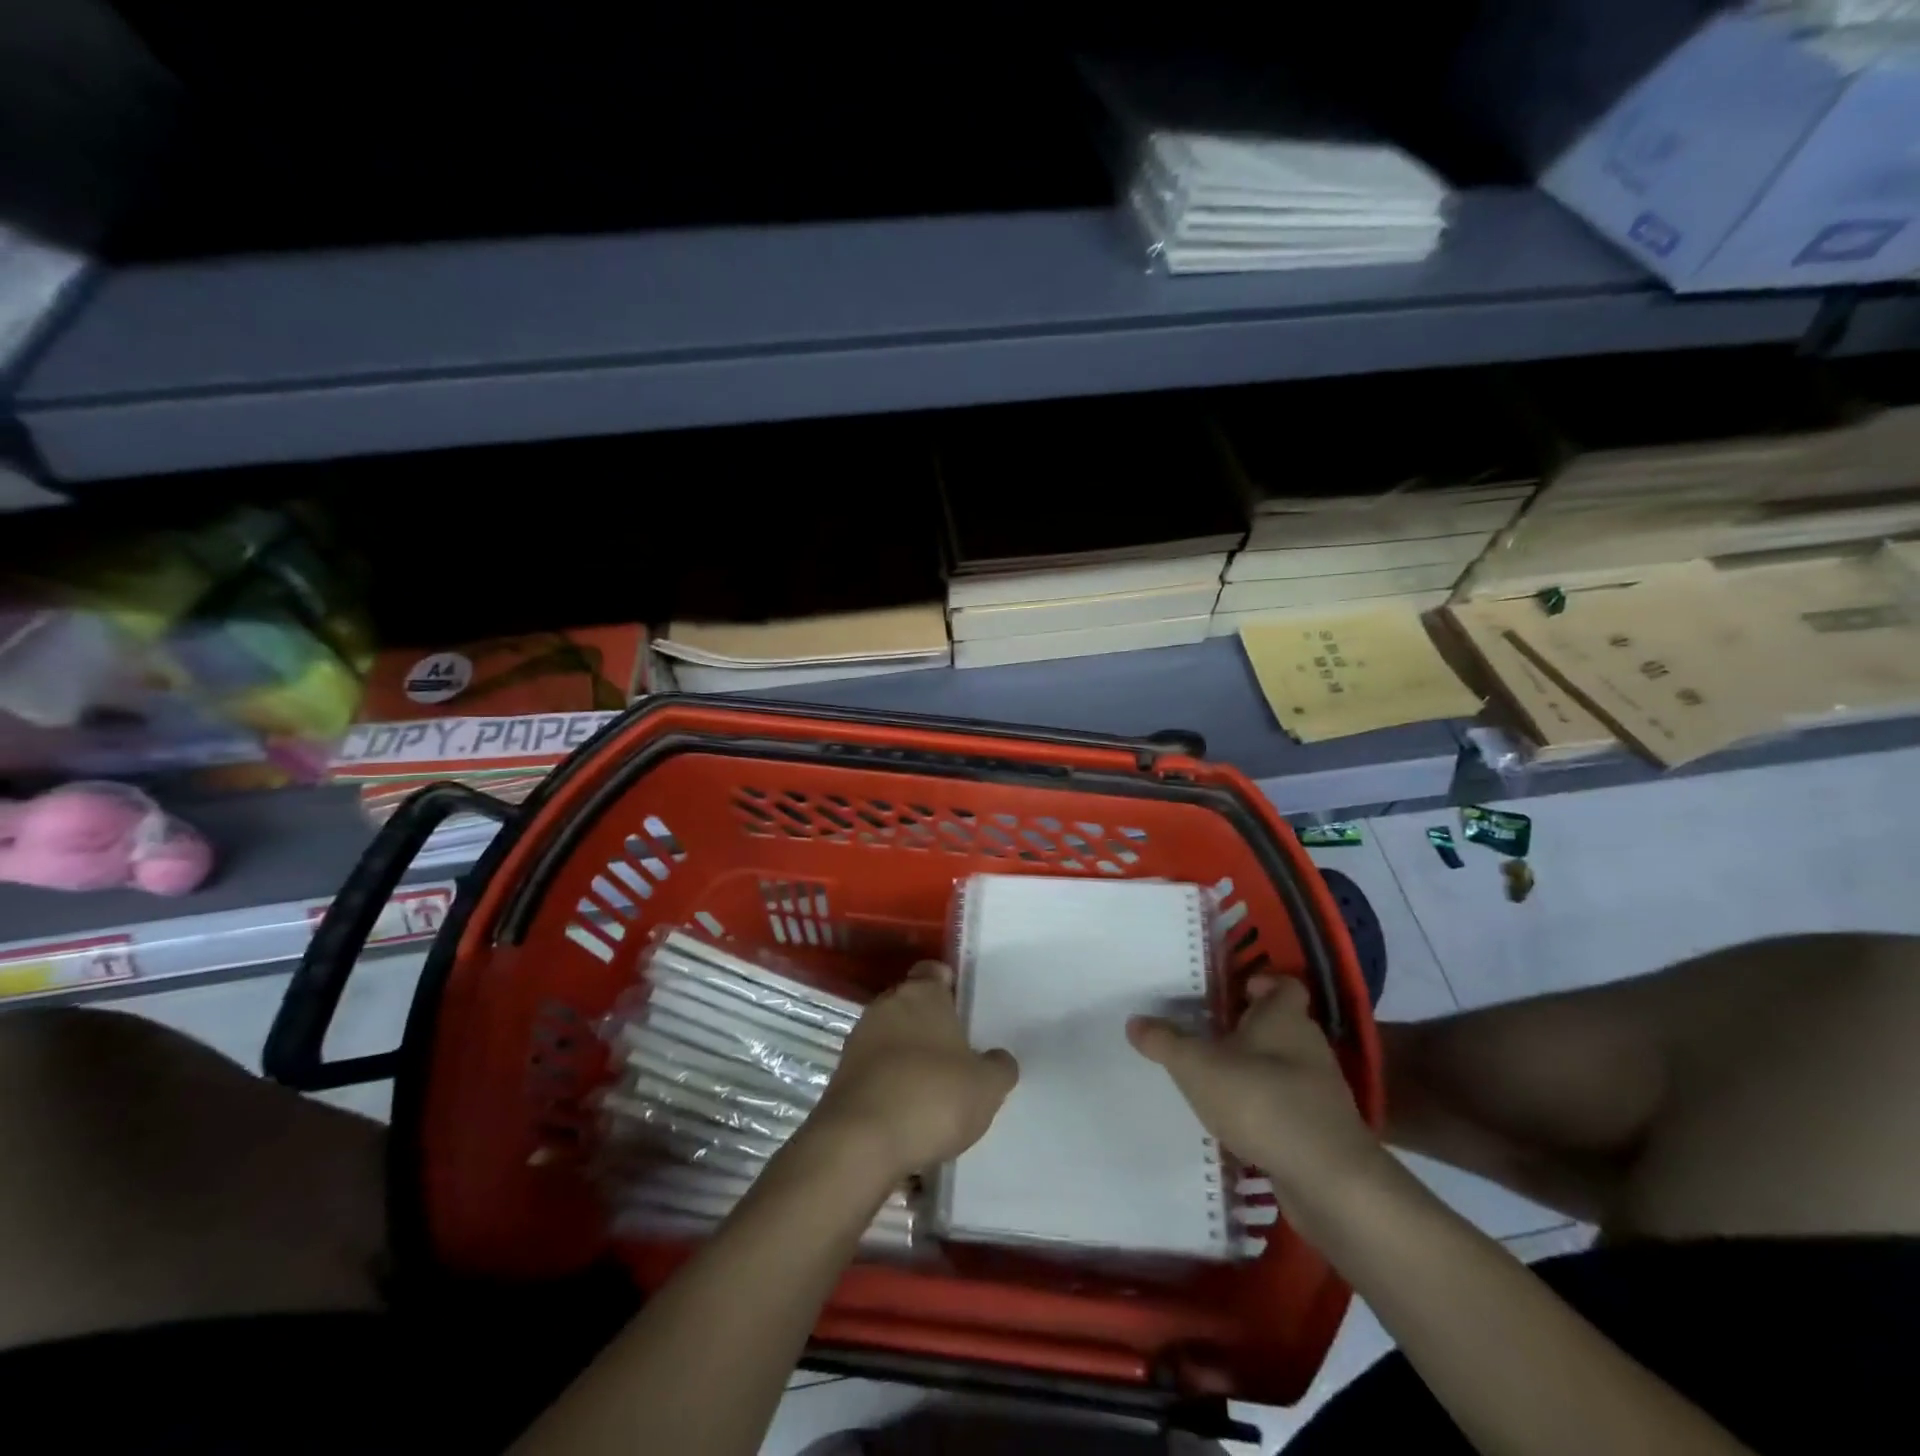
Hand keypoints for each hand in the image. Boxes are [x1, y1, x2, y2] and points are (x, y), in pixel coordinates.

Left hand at [805, 961, 1017, 1180]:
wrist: (860, 1143)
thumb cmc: (932, 1096)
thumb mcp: (987, 1087)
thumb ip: (998, 1067)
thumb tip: (997, 1058)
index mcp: (922, 994)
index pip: (933, 971)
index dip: (948, 986)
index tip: (963, 1011)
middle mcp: (886, 1006)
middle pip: (910, 1005)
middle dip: (929, 1026)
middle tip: (955, 1056)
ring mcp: (859, 1040)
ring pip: (890, 1040)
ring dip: (907, 1059)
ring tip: (932, 1093)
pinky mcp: (841, 1077)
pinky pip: (874, 1073)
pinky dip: (888, 1088)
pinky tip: (907, 1118)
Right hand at [1128, 975, 1382, 1213]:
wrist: (1327, 1180)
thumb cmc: (1260, 1100)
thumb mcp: (1196, 1066)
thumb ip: (1164, 1041)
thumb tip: (1134, 1021)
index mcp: (1284, 1017)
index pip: (1283, 984)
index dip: (1259, 983)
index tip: (1231, 993)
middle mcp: (1308, 1046)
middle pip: (1281, 1025)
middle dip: (1249, 1029)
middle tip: (1210, 1034)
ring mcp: (1321, 1090)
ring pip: (1285, 1066)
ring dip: (1257, 1070)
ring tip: (1217, 1080)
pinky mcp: (1324, 1130)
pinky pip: (1291, 1106)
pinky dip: (1268, 1108)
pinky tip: (1239, 1123)